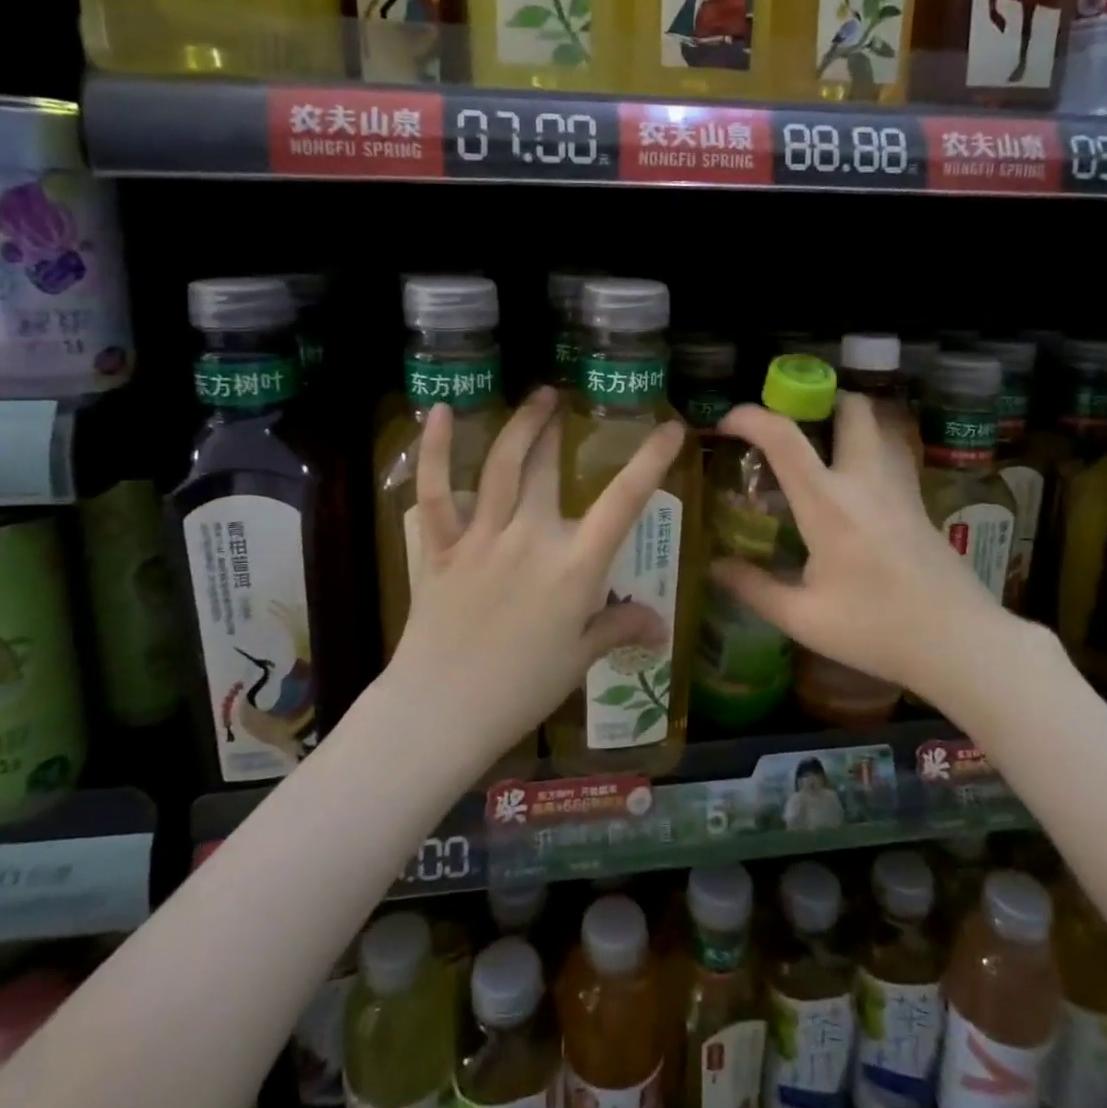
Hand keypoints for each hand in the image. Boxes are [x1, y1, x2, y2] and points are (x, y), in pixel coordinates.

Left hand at [390, 387, 685, 768]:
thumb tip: (661, 626)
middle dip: (558, 429)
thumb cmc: (521, 689)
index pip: (623, 502)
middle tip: (564, 399)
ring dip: (521, 426)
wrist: (443, 710)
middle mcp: (531, 539)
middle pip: (547, 470)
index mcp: (574, 566)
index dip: (650, 461)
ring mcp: (482, 538)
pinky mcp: (441, 547)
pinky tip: (443, 412)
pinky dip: (436, 451)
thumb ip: (619, 628)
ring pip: (502, 467)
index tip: (670, 428)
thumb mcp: (579, 658)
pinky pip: (436, 492)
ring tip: (538, 396)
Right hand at [710, 393, 1049, 719]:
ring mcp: (899, 488)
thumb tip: (714, 566)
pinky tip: (851, 488)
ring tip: (818, 449)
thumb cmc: (877, 630)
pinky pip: (890, 455)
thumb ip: (753, 588)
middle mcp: (865, 481)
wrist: (961, 643)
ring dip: (846, 422)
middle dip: (818, 401)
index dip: (750, 418)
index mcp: (828, 504)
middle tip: (790, 425)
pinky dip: (866, 450)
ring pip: (877, 426)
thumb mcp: (803, 618)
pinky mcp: (919, 502)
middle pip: (851, 407)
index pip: (785, 438)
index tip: (727, 422)